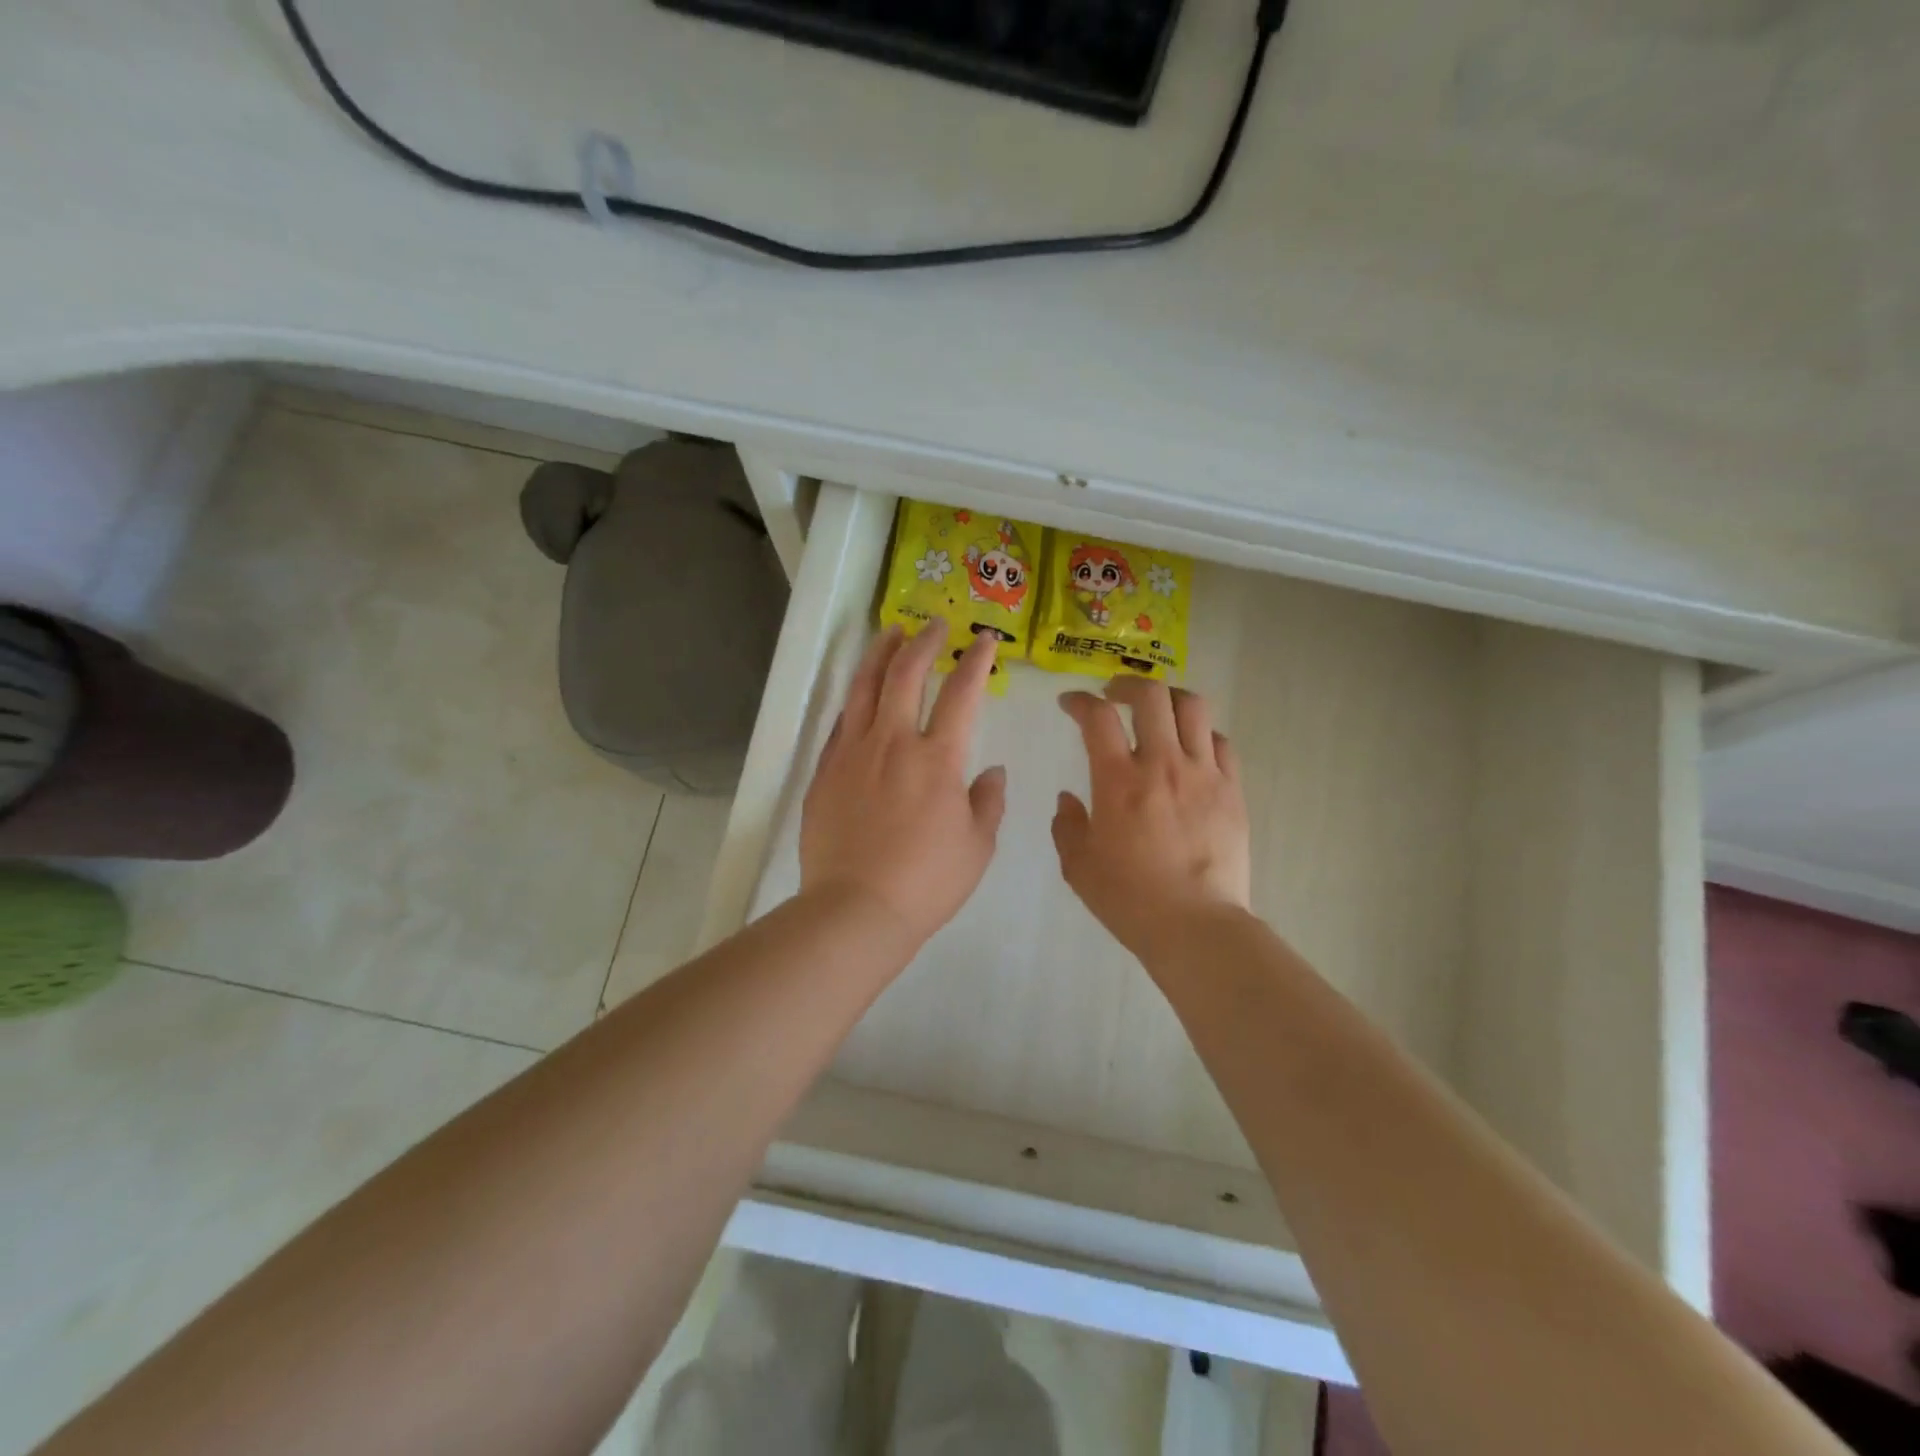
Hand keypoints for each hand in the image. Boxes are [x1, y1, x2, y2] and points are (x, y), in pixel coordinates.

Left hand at [800, 625, 1006, 946]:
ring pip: (865, 687)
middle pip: (906, 673)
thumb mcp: (977, 847)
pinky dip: (854, 699)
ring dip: (880, 654)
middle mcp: (893, 742)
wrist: (855, 909)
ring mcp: (853, 753)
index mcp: (938, 759)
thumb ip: (988, 802)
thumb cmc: (926, 883)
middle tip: (935, 624)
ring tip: (890, 633)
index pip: (962, 693)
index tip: (983, 640)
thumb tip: (993, 771)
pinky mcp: (825, 771)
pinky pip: (840, 723)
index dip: (976, 660)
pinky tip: (859, 693)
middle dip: (924, 641)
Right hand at [1053, 678, 1251, 964]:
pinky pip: (1221, 742)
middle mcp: (1162, 764)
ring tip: (1156, 710)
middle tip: (1114, 694)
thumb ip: (1067, 825)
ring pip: (1192, 707)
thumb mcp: (1078, 866)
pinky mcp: (1232, 790)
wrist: (1195, 926)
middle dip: (1127, 684)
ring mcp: (1203, 774)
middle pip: (1150, 695)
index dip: (1080, 701)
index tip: (1070, 704)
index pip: (1098, 717)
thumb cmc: (1129, 899)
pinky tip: (1190, 748)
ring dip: (1168, 698)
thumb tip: (1068, 799)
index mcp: (1118, 781)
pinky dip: (1201, 734)